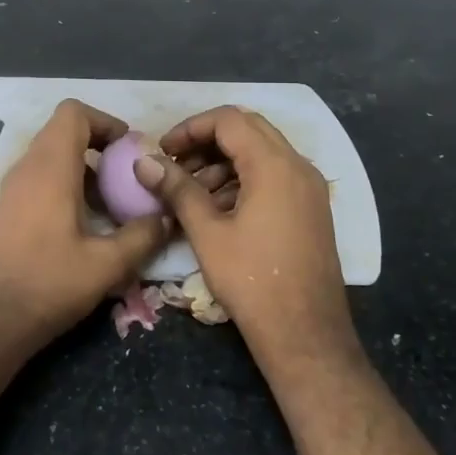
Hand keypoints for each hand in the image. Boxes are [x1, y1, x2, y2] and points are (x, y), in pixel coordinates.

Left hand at [0, 99, 169, 353]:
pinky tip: (84, 224)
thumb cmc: (49, 284)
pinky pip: (40, 178)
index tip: (129, 150)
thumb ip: (143, 236)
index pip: (73, 112)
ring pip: (51, 156)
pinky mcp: (7, 209)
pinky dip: (65, 184)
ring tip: (111, 204)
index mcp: (50, 168)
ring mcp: (12, 188)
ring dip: (84, 168)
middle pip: (63, 131)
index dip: (105, 121)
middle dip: (99, 146)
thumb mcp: (107, 264)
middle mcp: (26, 168)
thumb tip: (165, 217)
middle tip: (127, 177)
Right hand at [133, 106, 355, 365]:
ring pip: (262, 153)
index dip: (190, 128)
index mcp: (274, 165)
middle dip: (207, 141)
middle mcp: (298, 167)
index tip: (163, 150)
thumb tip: (144, 162)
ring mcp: (310, 188)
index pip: (229, 120)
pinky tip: (218, 209)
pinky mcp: (311, 209)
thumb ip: (177, 189)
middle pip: (248, 129)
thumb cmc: (252, 280)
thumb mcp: (207, 232)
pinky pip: (274, 176)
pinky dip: (244, 179)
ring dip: (224, 162)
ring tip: (191, 192)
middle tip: (176, 164)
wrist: (305, 333)